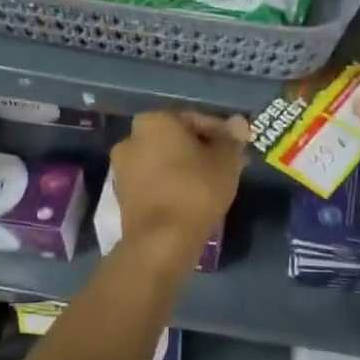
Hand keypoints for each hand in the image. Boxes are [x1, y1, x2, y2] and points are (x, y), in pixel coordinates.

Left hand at [109, 110, 246, 263]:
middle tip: (225, 166)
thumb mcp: (226, 161)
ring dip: (185, 167)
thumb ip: (232, 138)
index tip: (236, 150)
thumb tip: (238, 122)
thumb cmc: (196, 190)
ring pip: (164, 160)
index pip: (196, 119)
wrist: (161, 240)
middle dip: (201, 150)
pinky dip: (171, 184)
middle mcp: (131, 137)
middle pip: (176, 139)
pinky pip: (153, 181)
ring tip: (210, 184)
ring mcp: (122, 167)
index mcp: (155, 120)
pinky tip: (190, 197)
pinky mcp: (121, 194)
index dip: (221, 134)